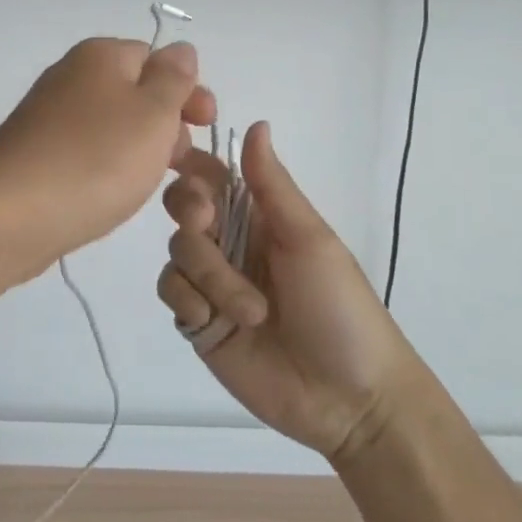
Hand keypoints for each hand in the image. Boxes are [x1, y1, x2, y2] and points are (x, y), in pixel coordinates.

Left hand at [0, 39, 216, 280]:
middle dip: (171, 128)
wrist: (9, 214)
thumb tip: (180, 50)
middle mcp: (73, 79)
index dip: (187, 90)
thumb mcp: (152, 112)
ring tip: (167, 192)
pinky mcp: (40, 158)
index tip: (206, 125)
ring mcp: (52, 120)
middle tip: (188, 166)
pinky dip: (112, 173)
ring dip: (147, 156)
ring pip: (116, 130)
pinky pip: (90, 156)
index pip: (156, 58)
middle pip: (137, 95)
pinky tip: (120, 197)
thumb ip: (174, 79)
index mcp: (101, 57)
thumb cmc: (94, 158)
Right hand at [158, 122, 421, 457]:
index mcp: (260, 216)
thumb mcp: (310, 239)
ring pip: (176, 251)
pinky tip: (214, 322)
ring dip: (206, 274)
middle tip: (208, 228)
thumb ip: (272, 185)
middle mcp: (231, 242)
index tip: (183, 166)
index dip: (192, 167)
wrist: (350, 399)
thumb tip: (256, 122)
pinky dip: (188, 301)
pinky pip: (171, 292)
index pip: (212, 175)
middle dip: (191, 216)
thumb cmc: (340, 307)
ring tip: (248, 311)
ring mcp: (212, 282)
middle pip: (183, 208)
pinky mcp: (198, 321)